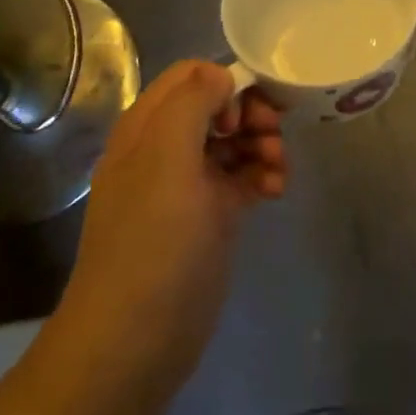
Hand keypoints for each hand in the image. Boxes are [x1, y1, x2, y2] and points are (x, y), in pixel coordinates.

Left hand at [51, 61, 286, 397]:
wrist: (136, 338)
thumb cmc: (153, 240)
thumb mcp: (166, 156)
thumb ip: (193, 101)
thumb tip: (223, 78)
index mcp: (147, 127)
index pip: (191, 76)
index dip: (224, 84)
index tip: (241, 116)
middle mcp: (166, 148)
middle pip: (219, 105)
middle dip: (251, 113)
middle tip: (270, 136)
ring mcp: (190, 183)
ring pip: (236, 139)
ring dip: (264, 143)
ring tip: (278, 169)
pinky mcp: (212, 214)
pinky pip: (244, 175)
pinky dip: (264, 174)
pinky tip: (276, 190)